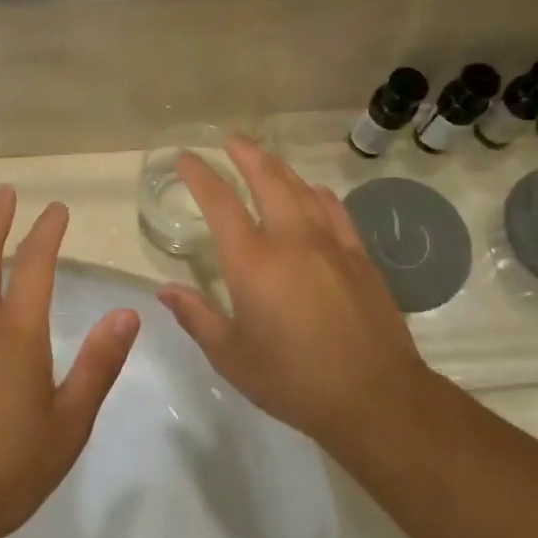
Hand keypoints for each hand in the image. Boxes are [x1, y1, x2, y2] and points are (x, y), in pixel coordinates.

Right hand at [157, 140, 431, 450]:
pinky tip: (313, 192)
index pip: (220, 202)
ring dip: (279, 168)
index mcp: (252, 262)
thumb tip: (163, 290)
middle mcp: (291, 239)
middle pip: (268, 179)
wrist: (374, 396)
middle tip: (230, 142)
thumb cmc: (293, 379)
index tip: (186, 157)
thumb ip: (197, 317)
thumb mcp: (232, 356)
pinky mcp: (359, 256)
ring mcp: (330, 243)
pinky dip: (317, 193)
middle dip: (246, 154)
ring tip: (264, 159)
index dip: (200, 174)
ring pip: (302, 188)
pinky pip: (334, 210)